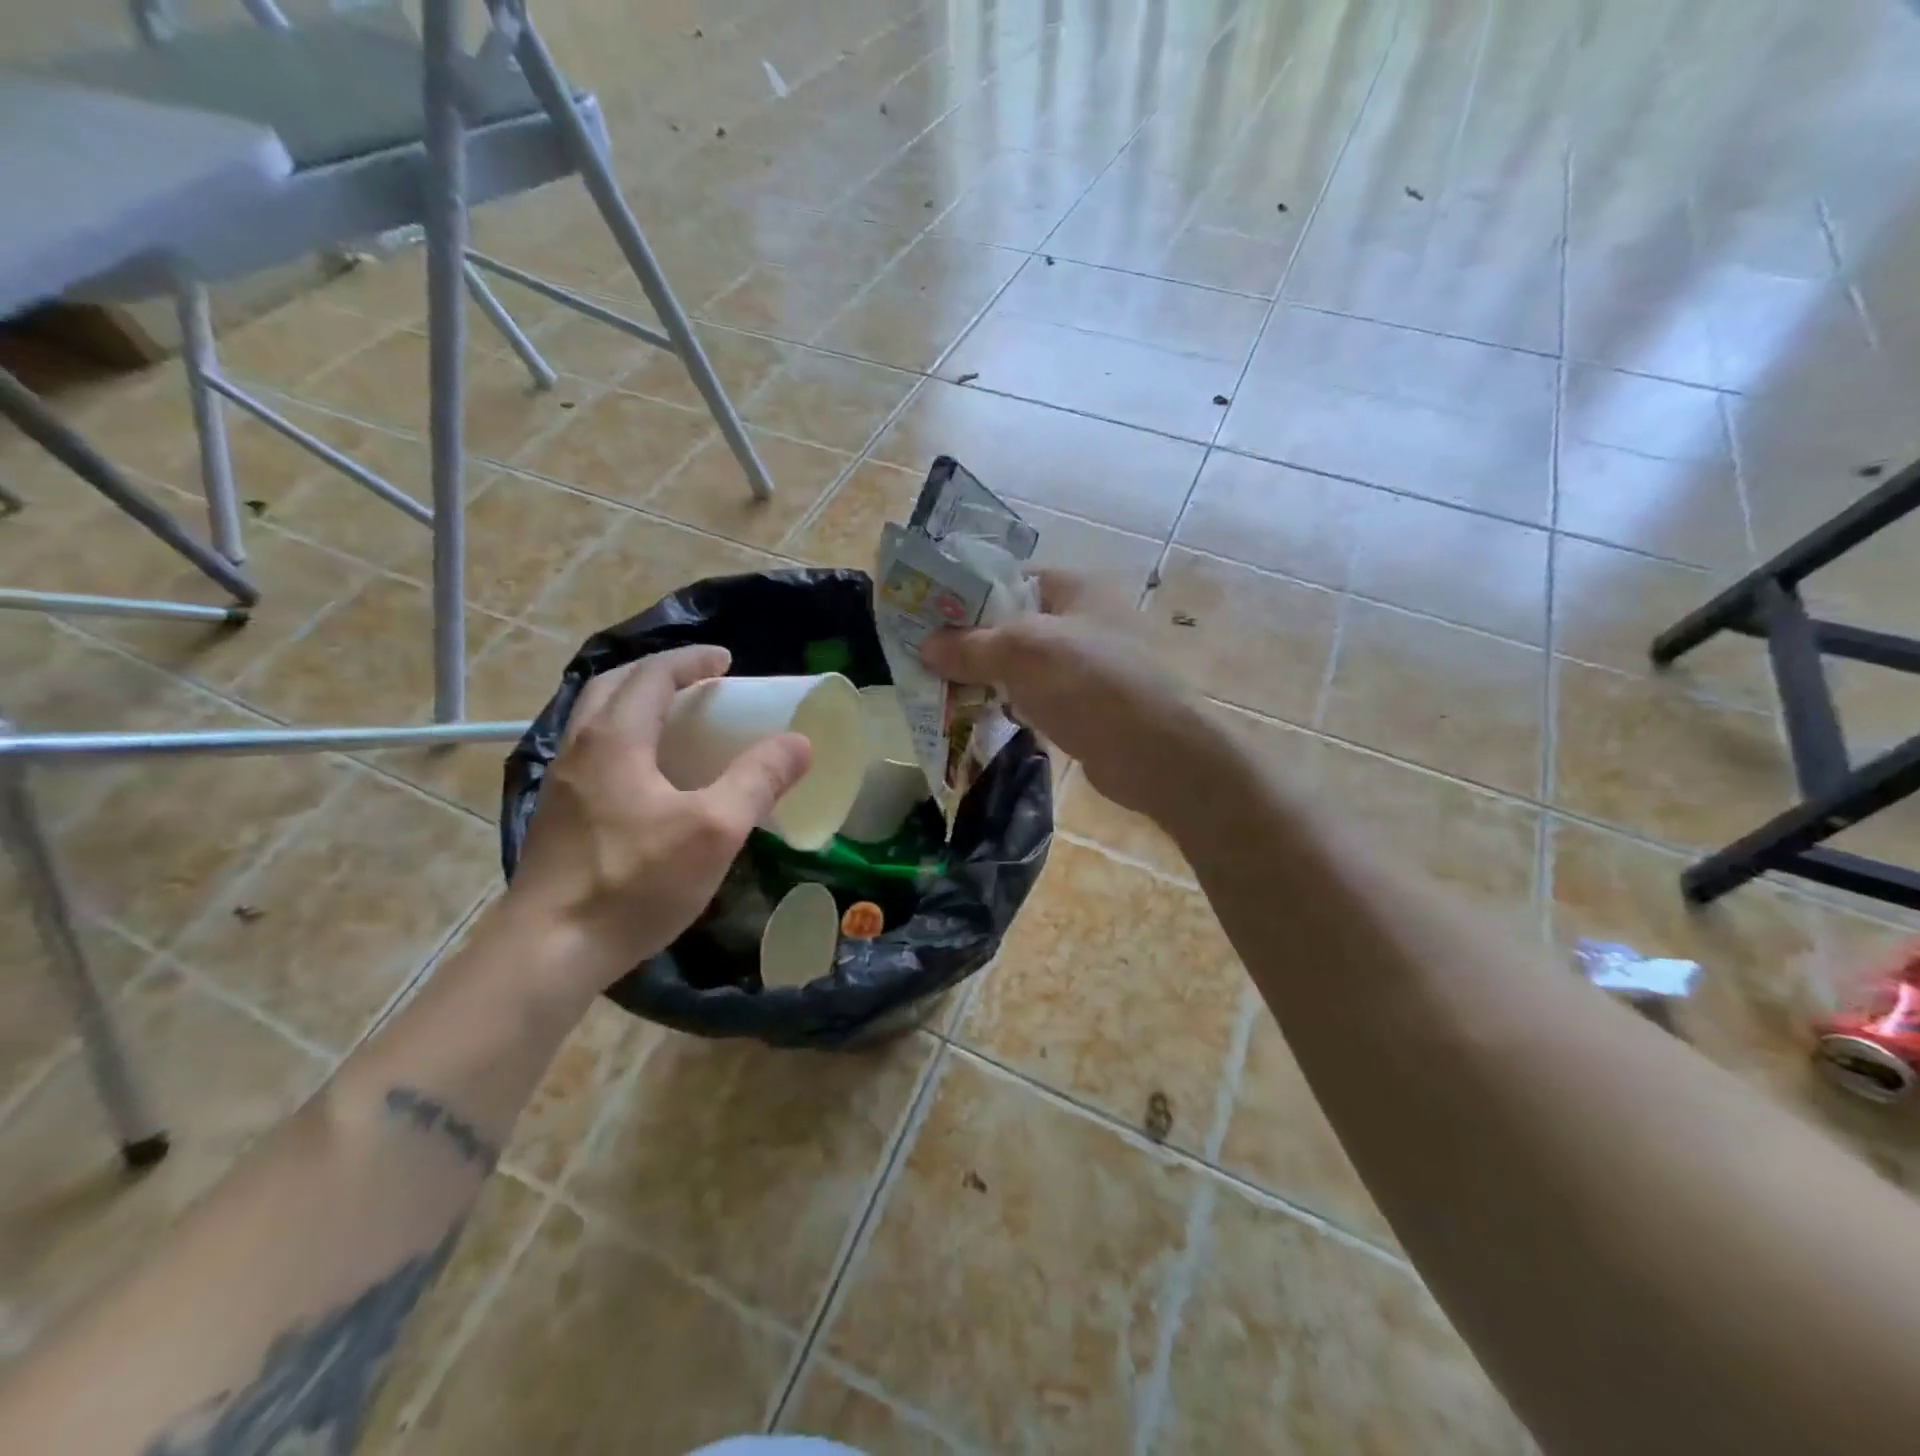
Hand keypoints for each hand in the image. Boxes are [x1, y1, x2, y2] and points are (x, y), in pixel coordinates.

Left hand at [506, 645, 811, 989]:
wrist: (549, 950)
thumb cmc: (634, 881)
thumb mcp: (714, 830)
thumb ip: (758, 780)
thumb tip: (799, 742)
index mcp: (614, 739)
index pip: (651, 675)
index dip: (690, 661)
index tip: (725, 660)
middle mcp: (580, 749)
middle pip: (614, 687)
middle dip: (658, 674)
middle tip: (700, 684)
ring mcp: (562, 785)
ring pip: (598, 721)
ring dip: (637, 706)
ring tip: (678, 723)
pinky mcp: (559, 818)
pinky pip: (594, 754)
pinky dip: (626, 740)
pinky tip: (650, 778)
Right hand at [921, 570, 1216, 822]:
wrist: (1156, 753)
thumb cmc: (1090, 683)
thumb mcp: (1023, 652)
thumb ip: (971, 645)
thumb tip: (925, 646)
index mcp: (1076, 589)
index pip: (1011, 580)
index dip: (969, 595)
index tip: (928, 618)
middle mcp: (1085, 621)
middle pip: (1015, 625)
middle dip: (973, 643)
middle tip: (928, 660)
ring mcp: (1089, 667)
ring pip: (1024, 666)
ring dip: (989, 678)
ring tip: (943, 691)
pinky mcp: (1088, 707)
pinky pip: (1039, 698)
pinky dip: (1013, 706)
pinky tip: (983, 717)